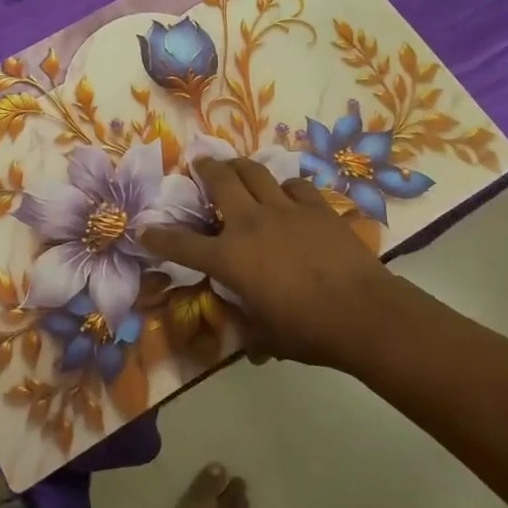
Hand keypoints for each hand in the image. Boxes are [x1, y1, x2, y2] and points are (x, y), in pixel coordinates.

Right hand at [144, 157, 395, 368]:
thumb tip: (251, 345)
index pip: (183, 245)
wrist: (362, 312)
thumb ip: (253, 331)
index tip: (144, 228)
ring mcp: (285, 209)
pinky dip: (285, 186)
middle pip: (220, 181)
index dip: (159, 236)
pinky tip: (288, 193)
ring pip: (254, 171)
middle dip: (204, 168)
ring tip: (237, 166)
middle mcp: (250, 223)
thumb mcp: (268, 336)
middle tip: (199, 163)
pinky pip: (294, 184)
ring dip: (241, 166)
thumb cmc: (309, 331)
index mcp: (231, 258)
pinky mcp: (316, 206)